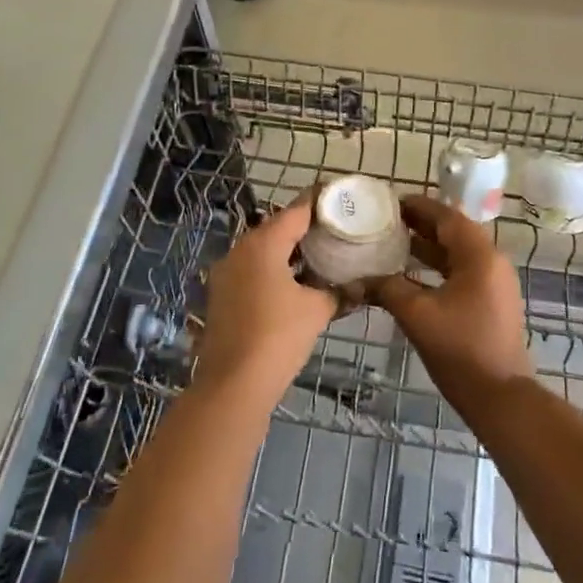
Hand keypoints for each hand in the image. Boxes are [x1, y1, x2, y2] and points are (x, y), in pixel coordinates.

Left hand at [194, 196, 338, 402]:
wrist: (232, 385)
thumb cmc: (278, 337)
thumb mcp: (316, 311)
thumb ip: (338, 292)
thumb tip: (361, 287)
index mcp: (263, 243)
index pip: (297, 209)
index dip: (321, 201)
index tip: (342, 197)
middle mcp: (240, 249)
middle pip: (278, 227)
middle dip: (306, 227)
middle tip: (336, 230)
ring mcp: (226, 272)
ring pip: (263, 250)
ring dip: (289, 251)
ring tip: (321, 256)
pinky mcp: (221, 295)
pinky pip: (253, 270)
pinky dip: (274, 270)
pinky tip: (296, 285)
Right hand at [372, 196, 533, 409]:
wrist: (500, 397)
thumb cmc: (460, 349)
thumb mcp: (417, 315)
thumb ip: (386, 288)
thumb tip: (356, 280)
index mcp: (479, 256)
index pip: (447, 217)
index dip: (419, 206)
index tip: (390, 202)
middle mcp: (491, 262)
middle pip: (453, 232)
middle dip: (421, 226)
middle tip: (386, 221)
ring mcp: (494, 283)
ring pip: (457, 254)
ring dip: (427, 247)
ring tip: (392, 243)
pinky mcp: (491, 302)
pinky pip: (461, 272)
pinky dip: (437, 268)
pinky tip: (410, 276)